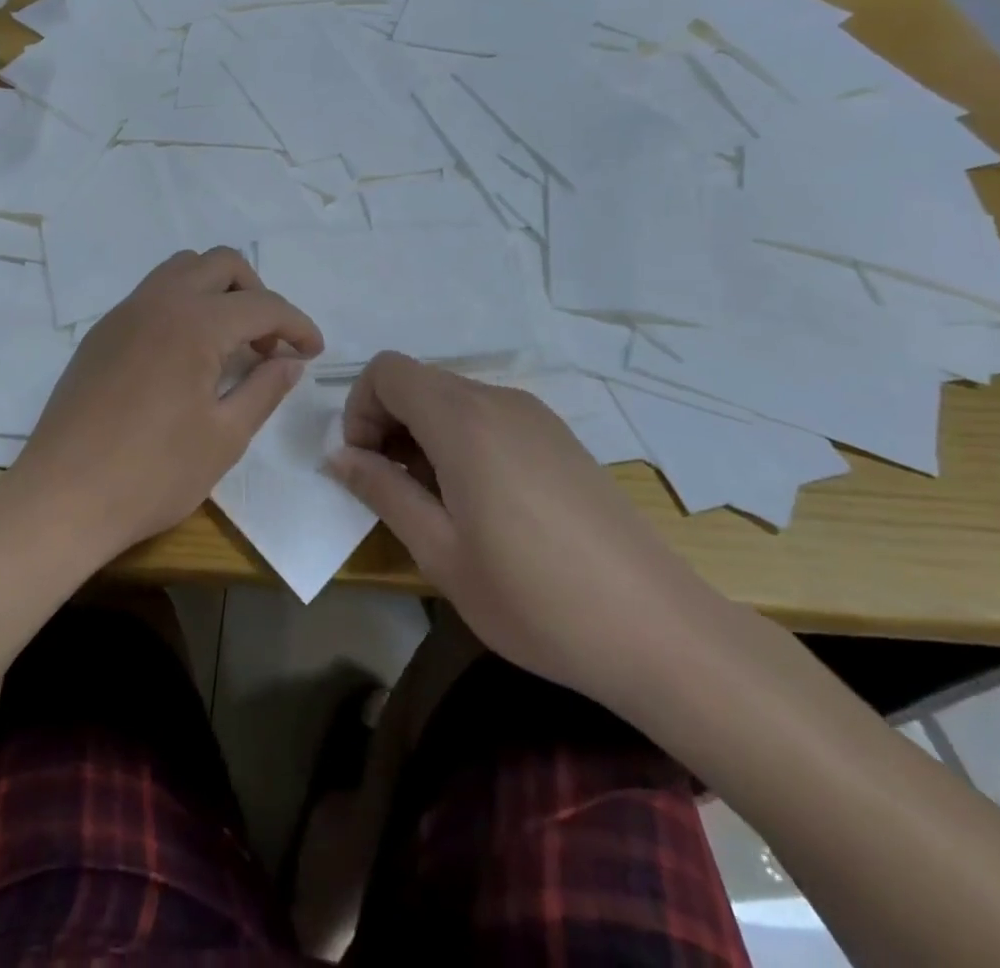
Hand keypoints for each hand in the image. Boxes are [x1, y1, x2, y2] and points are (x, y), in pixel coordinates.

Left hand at [16, 248, 323, 555]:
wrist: (61, 499)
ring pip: (181, 269)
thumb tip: (290, 361)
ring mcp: (123, 314)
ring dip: (217, 292)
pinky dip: (183, 306)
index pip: (262, 305)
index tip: (314, 352)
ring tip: (230, 343)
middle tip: (268, 343)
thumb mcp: (225, 437)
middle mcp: (158, 302)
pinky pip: (152, 295)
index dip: (297, 324)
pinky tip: (186, 356)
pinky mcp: (101, 334)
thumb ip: (265, 389)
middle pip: (221, 264)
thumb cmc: (152, 474)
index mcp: (194, 323)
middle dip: (257, 294)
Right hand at [328, 353, 724, 713]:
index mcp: (463, 420)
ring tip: (439, 505)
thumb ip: (383, 491)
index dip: (360, 409)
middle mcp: (499, 401)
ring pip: (455, 400)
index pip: (387, 371)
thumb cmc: (534, 597)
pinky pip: (491, 418)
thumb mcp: (440, 552)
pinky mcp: (560, 438)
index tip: (366, 466)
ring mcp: (536, 416)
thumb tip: (341, 456)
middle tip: (394, 491)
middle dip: (389, 424)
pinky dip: (464, 442)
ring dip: (426, 436)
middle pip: (420, 382)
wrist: (658, 629)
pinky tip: (483, 505)